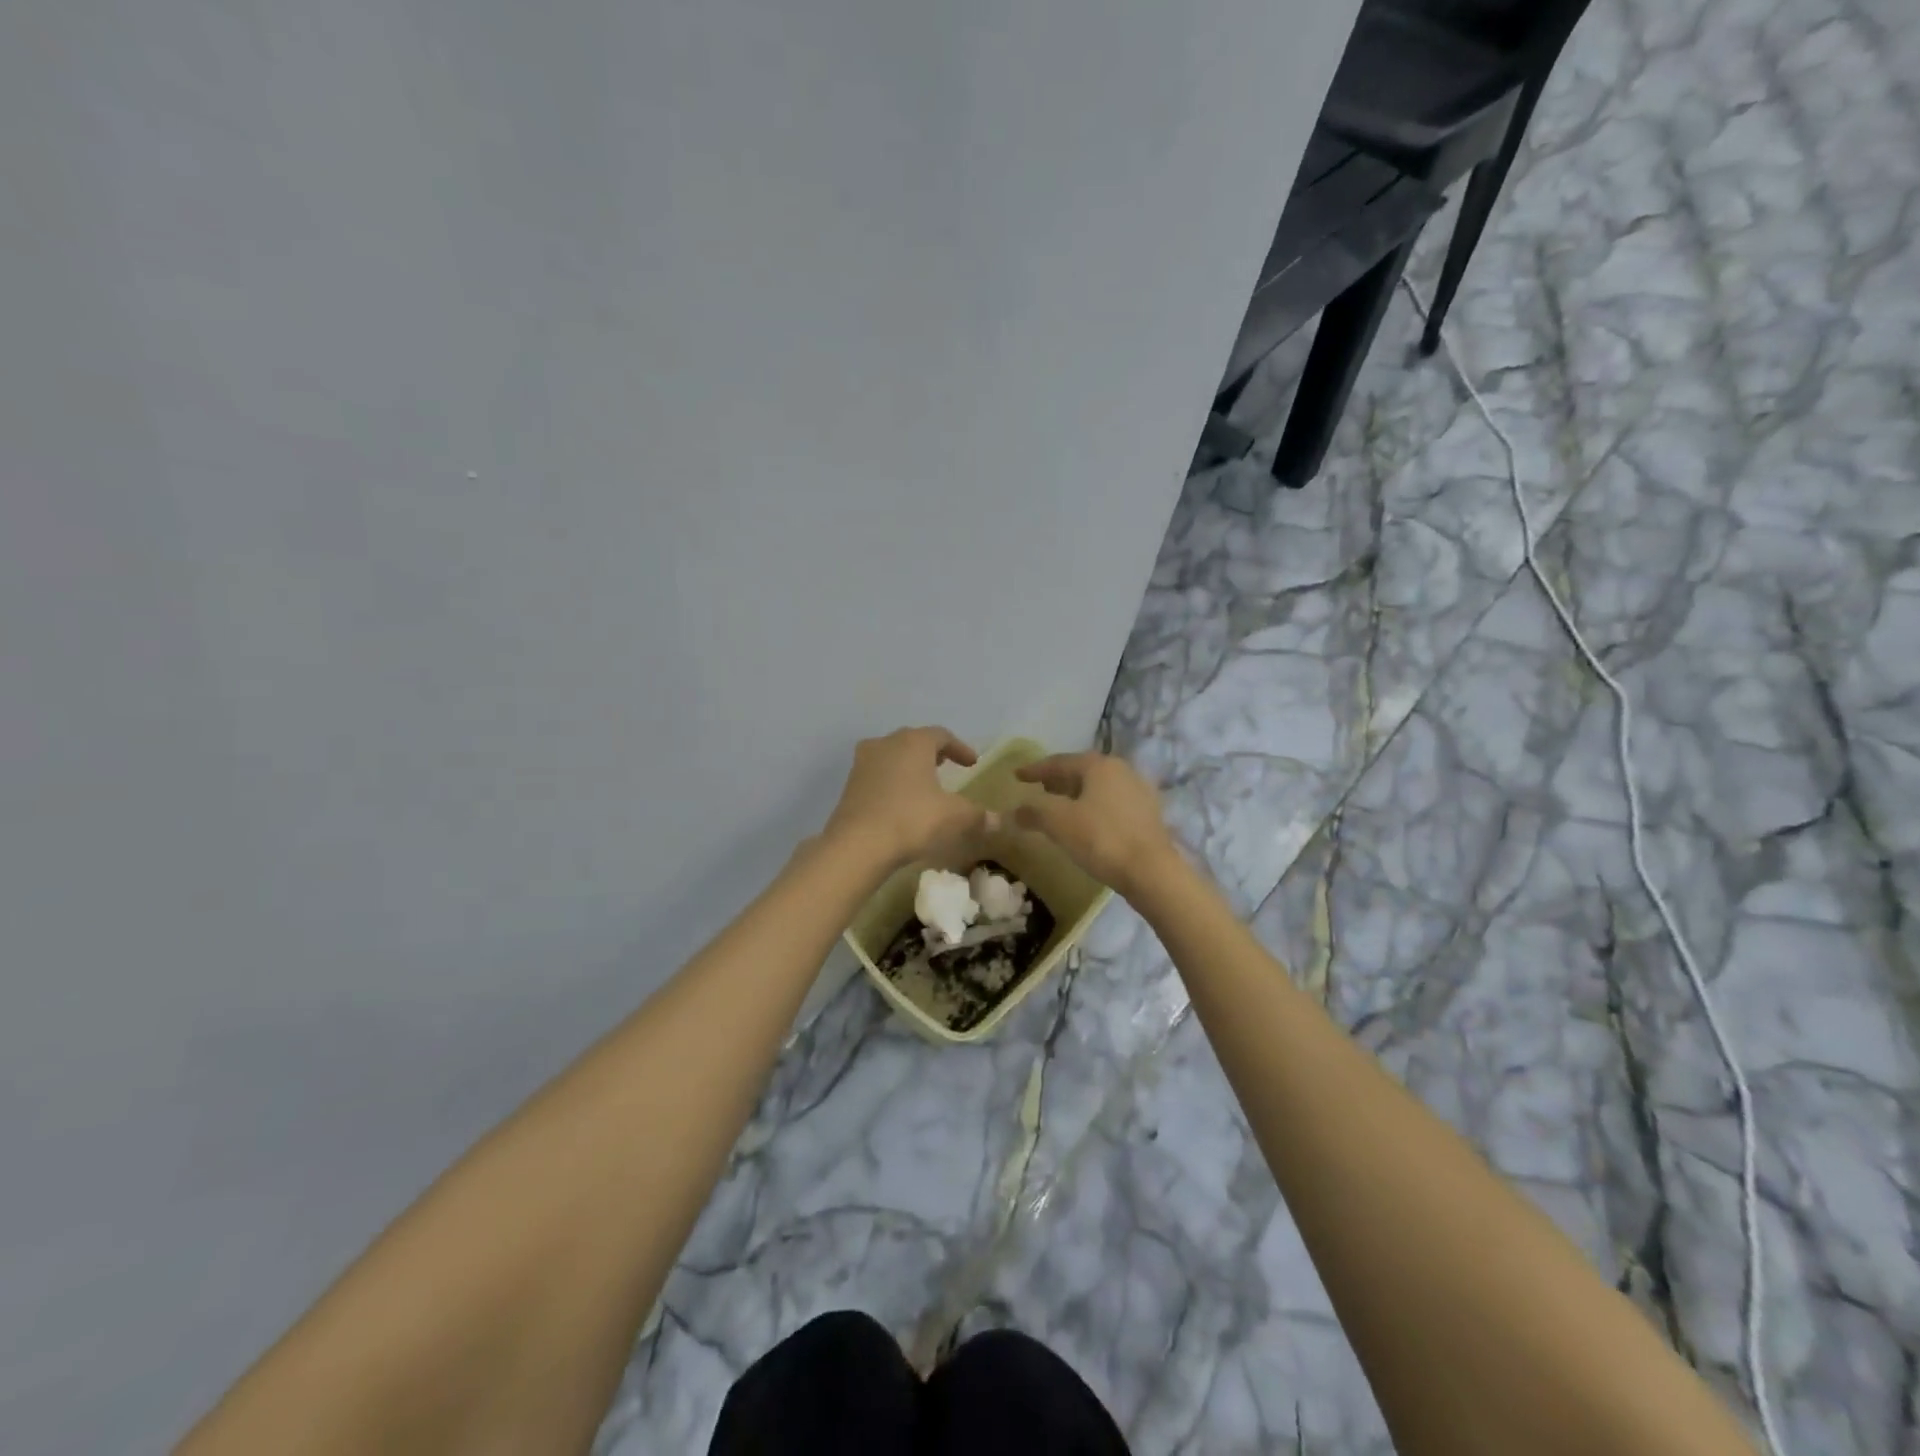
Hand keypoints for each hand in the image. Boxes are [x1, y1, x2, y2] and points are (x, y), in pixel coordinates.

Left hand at [823, 727, 993, 873]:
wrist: (857, 844)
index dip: (960, 748)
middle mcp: (886, 744)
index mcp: (913, 742)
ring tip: (923, 783)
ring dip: (910, 766)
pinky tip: (901, 801)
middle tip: (947, 766)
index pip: (942, 735)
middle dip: (933, 753)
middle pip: (914, 741)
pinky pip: (878, 774)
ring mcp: (863, 762)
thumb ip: (977, 815)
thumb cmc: (911, 819)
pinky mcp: (850, 784)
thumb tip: (998, 821)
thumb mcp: (953, 817)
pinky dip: (893, 781)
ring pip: (892, 756)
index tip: (972, 763)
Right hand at [1013, 752, 1178, 900]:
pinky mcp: (1148, 813)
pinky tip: (1087, 822)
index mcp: (1099, 765)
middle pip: (1082, 771)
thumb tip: (1015, 811)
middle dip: (1058, 779)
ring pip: (1099, 786)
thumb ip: (1034, 812)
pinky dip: (1094, 806)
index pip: (1060, 762)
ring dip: (1077, 793)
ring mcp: (1139, 790)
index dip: (1035, 769)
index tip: (1017, 775)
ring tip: (1060, 806)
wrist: (1152, 871)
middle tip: (1039, 788)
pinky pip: (1112, 802)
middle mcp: (1121, 770)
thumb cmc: (1101, 839)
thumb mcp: (1059, 823)